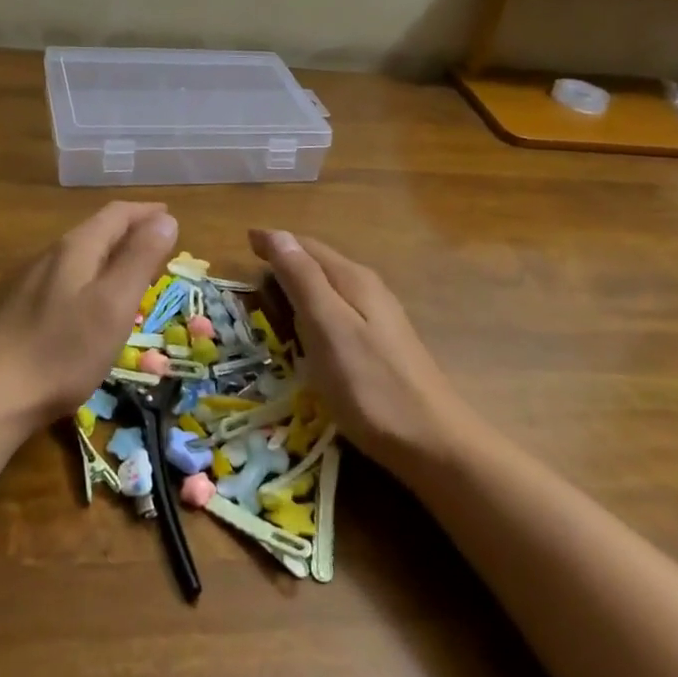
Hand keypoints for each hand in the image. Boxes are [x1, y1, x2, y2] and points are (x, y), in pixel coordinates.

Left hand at [0, 202, 179, 426]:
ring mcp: (36, 283)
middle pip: (98, 231)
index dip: (146, 212)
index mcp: (78, 248)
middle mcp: (54, 256)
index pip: (117, 214)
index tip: (171, 217)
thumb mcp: (113, 303)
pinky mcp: (26, 310)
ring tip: (136, 270)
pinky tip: (98, 303)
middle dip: (131, 232)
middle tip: (160, 244)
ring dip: (113, 255)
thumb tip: (166, 219)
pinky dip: (96, 277)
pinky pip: (71, 280)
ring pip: (83, 256)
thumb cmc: (63, 349)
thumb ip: (140, 259)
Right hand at [248, 229, 467, 469]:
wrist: (433, 443)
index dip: (275, 242)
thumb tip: (277, 233)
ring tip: (273, 295)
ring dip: (300, 284)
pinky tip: (309, 329)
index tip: (245, 242)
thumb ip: (302, 279)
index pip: (306, 247)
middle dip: (286, 260)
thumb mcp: (327, 326)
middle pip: (320, 263)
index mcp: (353, 279)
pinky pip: (339, 311)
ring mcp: (380, 318)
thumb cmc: (370, 384)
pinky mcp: (382, 345)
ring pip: (330, 287)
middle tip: (252, 269)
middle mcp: (368, 289)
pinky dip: (315, 310)